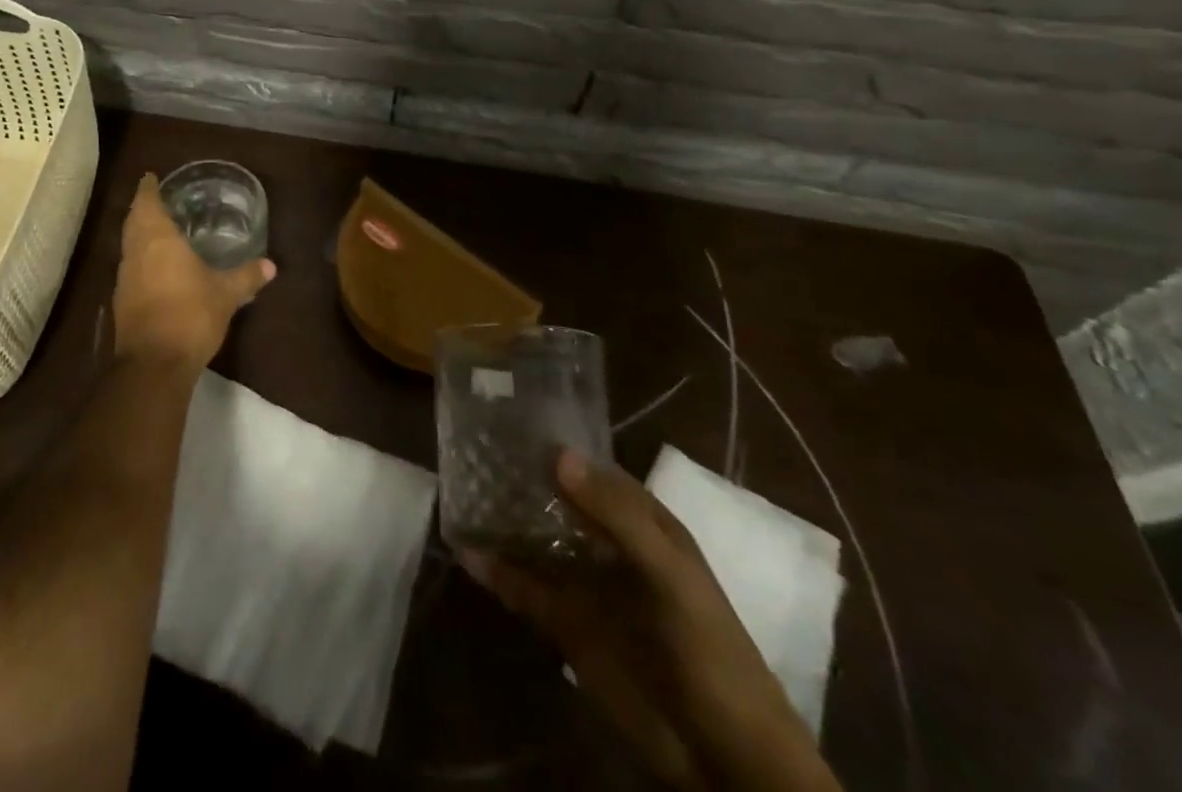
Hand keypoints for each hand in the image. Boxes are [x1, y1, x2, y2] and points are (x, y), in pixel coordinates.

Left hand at [109, 173, 275, 372]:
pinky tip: (154, 268)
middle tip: (155, 199)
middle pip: (133, 222)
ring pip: (128, 246)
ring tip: (156, 230)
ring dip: (138, 234)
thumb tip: (271, 265)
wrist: (154, 365)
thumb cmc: (190, 315)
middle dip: (142, 209)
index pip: (147, 203)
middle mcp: (136, 253)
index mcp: (158, 240)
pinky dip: (140, 259)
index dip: (148, 189)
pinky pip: (130, 269)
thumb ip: (246, 276)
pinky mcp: (121, 302)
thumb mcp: (226, 294)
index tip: (150, 177)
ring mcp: (124, 279)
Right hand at [462, 451, 841, 791]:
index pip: (591, 470)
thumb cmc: (708, 649)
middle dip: (519, 480)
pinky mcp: (568, 625)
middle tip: (469, 452)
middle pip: (557, 502)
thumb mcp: (669, 574)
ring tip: (458, 494)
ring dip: (503, 522)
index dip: (555, 447)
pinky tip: (464, 552)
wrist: (724, 757)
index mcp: (641, 522)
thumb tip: (558, 454)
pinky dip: (496, 571)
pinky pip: (525, 589)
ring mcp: (587, 585)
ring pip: (536, 542)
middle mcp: (609, 545)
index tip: (507, 423)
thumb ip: (617, 514)